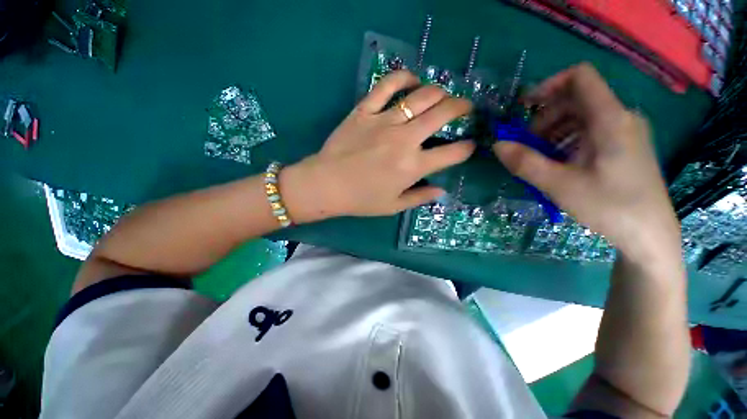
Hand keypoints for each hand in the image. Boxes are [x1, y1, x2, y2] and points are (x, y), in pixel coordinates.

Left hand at [282, 70, 474, 221]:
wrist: (326, 185)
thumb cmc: (360, 200)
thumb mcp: (394, 206)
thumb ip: (420, 197)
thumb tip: (441, 191)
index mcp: (413, 166)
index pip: (452, 153)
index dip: (467, 148)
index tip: (469, 145)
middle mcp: (405, 140)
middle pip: (443, 113)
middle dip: (462, 107)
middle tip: (464, 108)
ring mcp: (384, 121)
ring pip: (421, 95)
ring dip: (439, 92)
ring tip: (441, 95)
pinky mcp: (364, 110)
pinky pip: (387, 85)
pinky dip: (403, 77)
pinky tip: (412, 80)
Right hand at [493, 64, 679, 263]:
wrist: (649, 235)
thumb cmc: (609, 207)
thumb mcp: (559, 185)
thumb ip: (525, 163)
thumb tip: (497, 144)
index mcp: (610, 119)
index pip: (580, 77)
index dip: (548, 85)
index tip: (523, 107)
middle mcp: (620, 117)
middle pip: (576, 99)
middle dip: (545, 117)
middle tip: (528, 145)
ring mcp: (624, 132)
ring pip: (581, 116)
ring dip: (553, 131)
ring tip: (540, 158)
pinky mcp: (623, 146)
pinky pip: (590, 132)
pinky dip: (567, 141)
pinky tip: (558, 163)